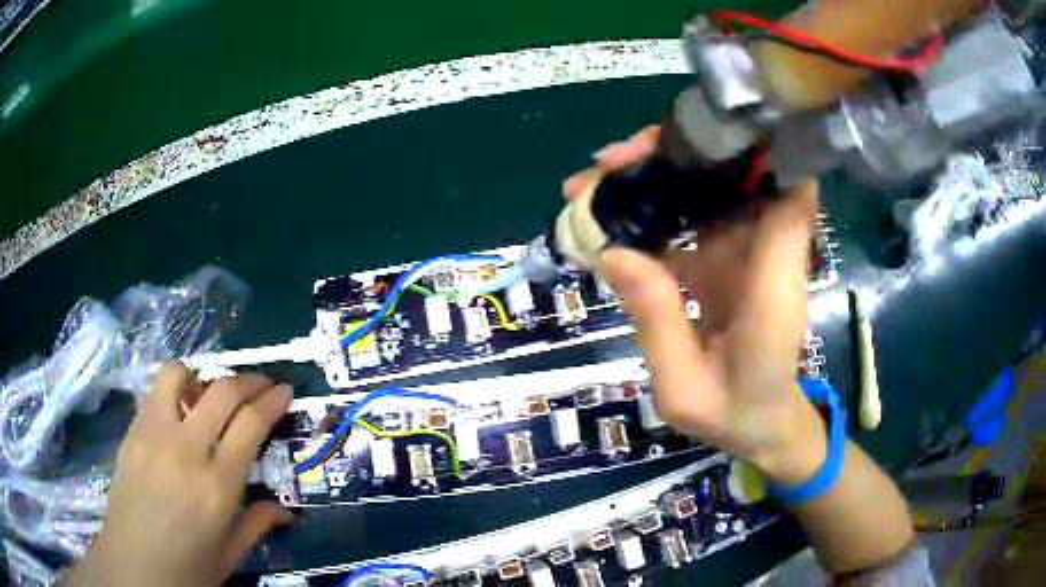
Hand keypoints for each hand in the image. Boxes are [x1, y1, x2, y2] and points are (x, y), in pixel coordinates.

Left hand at [64, 364, 293, 586]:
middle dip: (248, 380)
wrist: (134, 566)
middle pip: (221, 392)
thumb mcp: (231, 555)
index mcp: (217, 487)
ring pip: (179, 375)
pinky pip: (155, 393)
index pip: (250, 424)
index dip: (272, 401)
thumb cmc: (188, 568)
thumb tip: (284, 509)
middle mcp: (186, 451)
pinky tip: (178, 414)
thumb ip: (258, 525)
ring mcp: (153, 435)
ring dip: (201, 377)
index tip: (285, 390)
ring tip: (208, 396)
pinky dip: (173, 391)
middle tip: (261, 384)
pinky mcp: (132, 431)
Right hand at [568, 126, 826, 484]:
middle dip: (677, 153)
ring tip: (592, 180)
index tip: (705, 130)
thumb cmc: (734, 415)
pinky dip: (653, 206)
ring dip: (655, 173)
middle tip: (610, 161)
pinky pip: (692, 217)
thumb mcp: (685, 387)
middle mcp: (765, 251)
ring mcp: (744, 251)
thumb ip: (657, 323)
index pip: (789, 190)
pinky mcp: (723, 259)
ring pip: (709, 188)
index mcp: (772, 279)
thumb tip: (611, 252)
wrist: (760, 427)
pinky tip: (608, 210)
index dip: (760, 148)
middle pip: (736, 174)